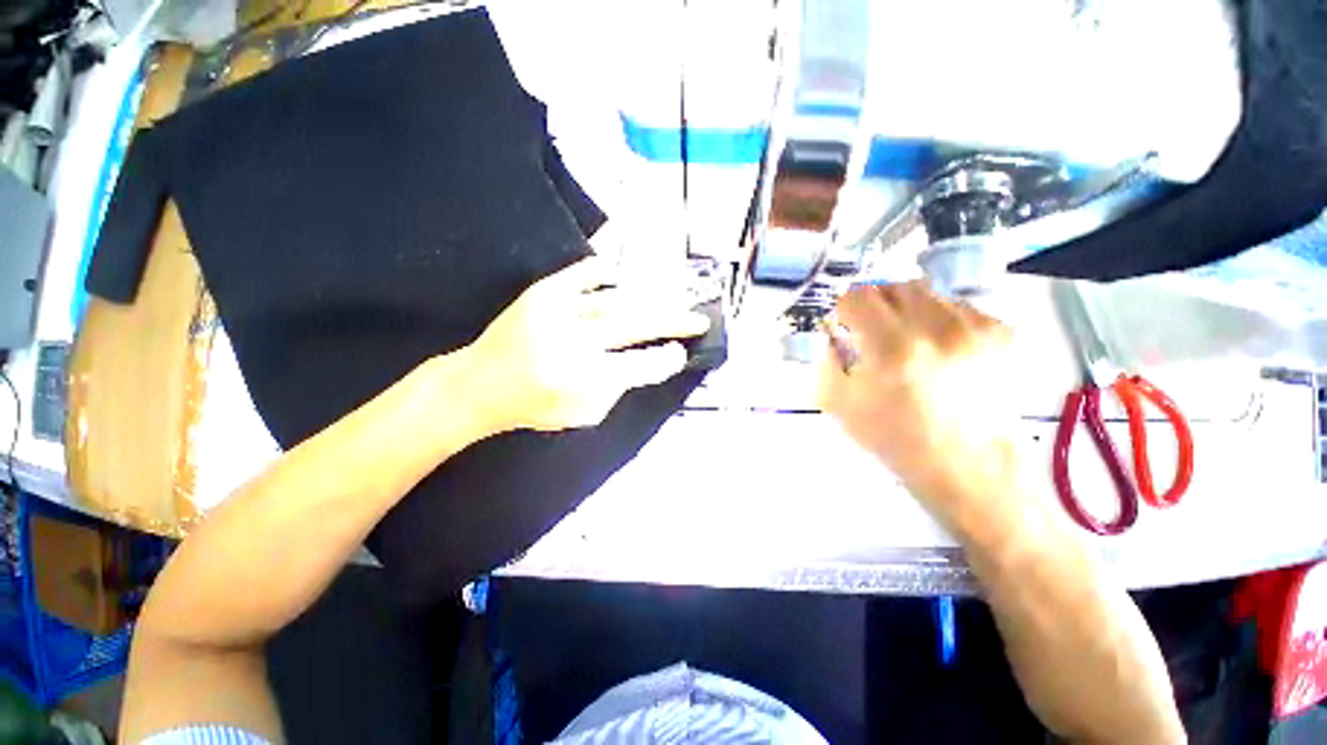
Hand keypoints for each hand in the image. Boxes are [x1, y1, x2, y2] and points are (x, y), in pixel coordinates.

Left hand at [465, 257, 709, 432]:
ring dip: (651, 298)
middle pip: (636, 325)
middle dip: (673, 322)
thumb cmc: (534, 406)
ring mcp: (558, 311)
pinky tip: (628, 278)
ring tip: (674, 298)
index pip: (640, 365)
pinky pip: (585, 273)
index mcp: (582, 378)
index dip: (667, 359)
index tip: (682, 353)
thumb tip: (649, 363)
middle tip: (698, 319)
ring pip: (618, 298)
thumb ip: (619, 389)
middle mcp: (574, 341)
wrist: (478, 384)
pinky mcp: (543, 292)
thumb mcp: (583, 414)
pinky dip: (610, 273)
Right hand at [819, 281, 1016, 526]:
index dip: (845, 309)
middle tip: (874, 331)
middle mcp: (937, 328)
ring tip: (909, 341)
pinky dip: (940, 319)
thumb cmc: (896, 438)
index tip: (846, 325)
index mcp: (892, 349)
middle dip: (876, 305)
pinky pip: (957, 307)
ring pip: (926, 293)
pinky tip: (941, 349)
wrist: (968, 465)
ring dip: (908, 310)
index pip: (858, 297)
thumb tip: (834, 333)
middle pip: (893, 286)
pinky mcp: (1003, 333)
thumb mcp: (838, 404)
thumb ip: (826, 359)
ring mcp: (976, 327)